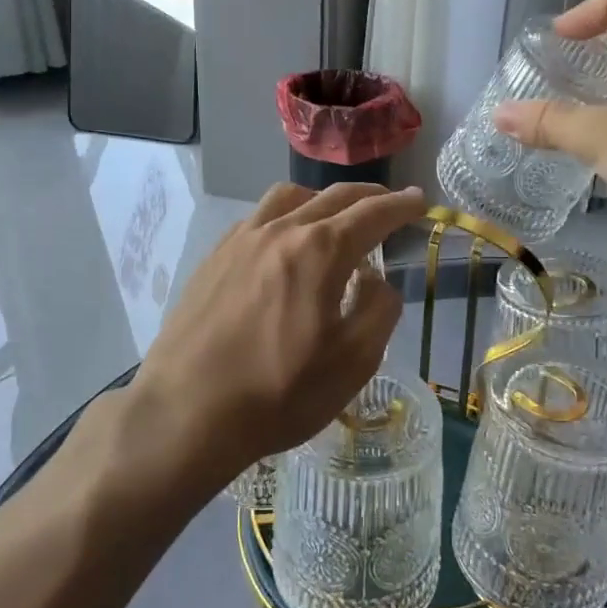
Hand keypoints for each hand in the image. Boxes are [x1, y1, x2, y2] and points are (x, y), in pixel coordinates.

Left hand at [126, 182, 425, 489]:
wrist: (187, 412)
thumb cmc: (279, 393)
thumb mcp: (352, 362)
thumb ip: (379, 310)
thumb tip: (376, 280)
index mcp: (320, 251)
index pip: (372, 215)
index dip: (401, 206)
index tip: (419, 201)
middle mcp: (281, 231)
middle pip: (333, 197)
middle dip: (368, 196)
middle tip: (389, 202)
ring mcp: (242, 240)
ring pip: (289, 198)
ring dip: (322, 199)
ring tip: (334, 217)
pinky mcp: (214, 257)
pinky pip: (258, 218)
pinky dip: (285, 216)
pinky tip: (284, 242)